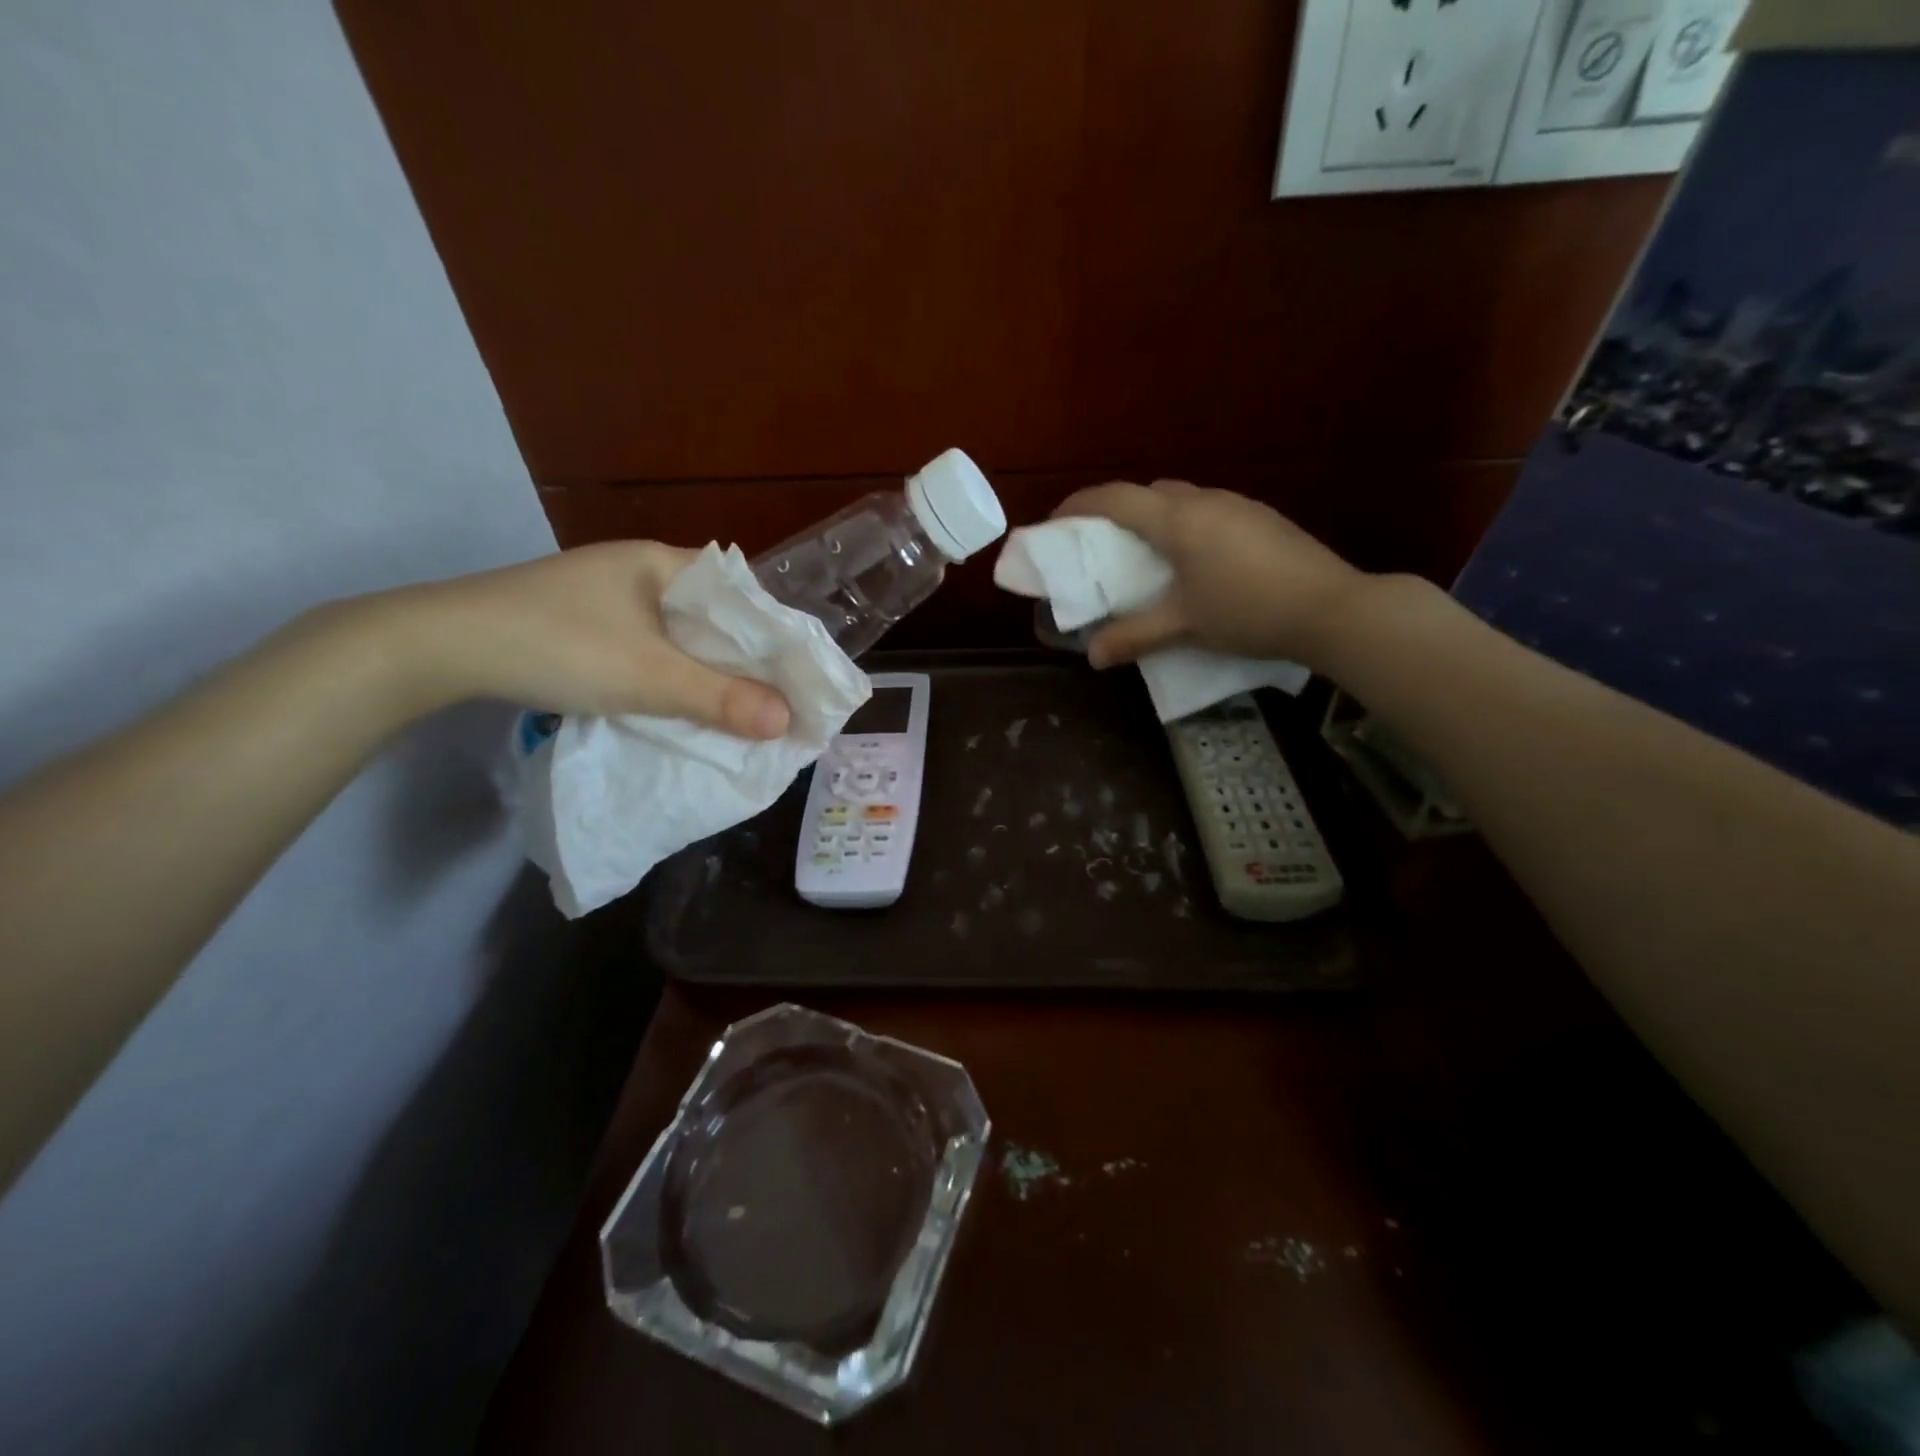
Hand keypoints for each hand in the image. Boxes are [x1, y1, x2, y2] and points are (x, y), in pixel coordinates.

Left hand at [370, 542, 791, 738]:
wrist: (436, 647)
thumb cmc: (556, 646)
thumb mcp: (648, 676)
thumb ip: (720, 699)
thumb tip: (787, 722)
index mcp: (661, 561)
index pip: (740, 592)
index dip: (772, 632)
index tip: (797, 673)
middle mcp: (638, 570)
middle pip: (711, 615)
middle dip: (743, 658)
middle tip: (774, 698)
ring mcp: (606, 595)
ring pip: (679, 634)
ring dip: (705, 669)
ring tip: (738, 706)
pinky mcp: (582, 622)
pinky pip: (648, 645)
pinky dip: (670, 672)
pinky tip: (679, 699)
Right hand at [1051, 480, 1367, 669]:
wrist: (1332, 609)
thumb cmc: (1247, 611)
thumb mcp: (1184, 627)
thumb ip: (1134, 636)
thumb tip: (1092, 655)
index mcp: (1178, 519)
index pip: (1115, 498)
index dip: (1078, 505)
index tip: (1055, 522)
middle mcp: (1205, 500)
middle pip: (1148, 492)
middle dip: (1116, 511)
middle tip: (1100, 545)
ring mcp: (1239, 505)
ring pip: (1181, 500)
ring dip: (1154, 519)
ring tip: (1145, 556)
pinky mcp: (1262, 519)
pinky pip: (1208, 512)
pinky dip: (1184, 527)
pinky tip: (1193, 563)